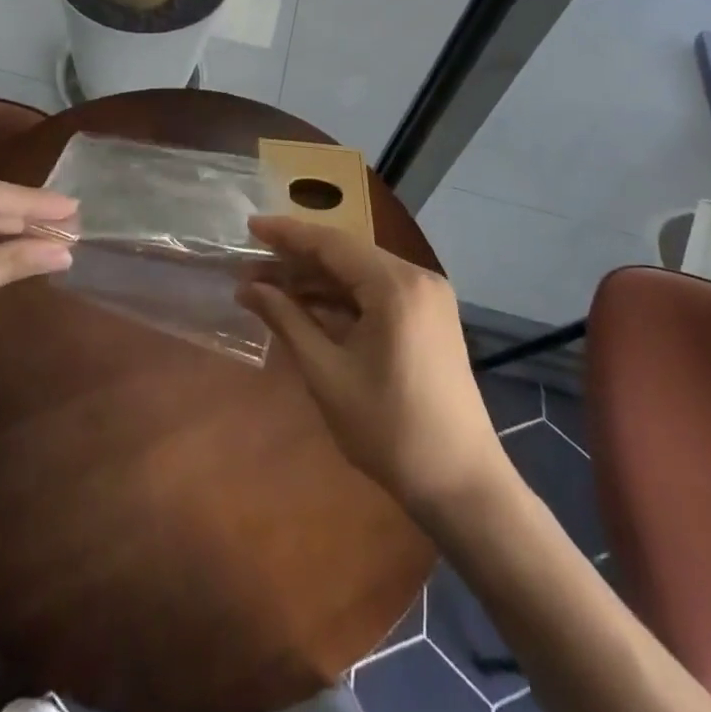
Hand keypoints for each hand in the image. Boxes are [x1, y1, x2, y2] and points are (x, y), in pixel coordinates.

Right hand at [239, 217, 504, 511]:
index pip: (331, 243)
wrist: (462, 485)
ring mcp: (427, 296)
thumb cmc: (390, 430)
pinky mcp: (429, 317)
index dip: (286, 234)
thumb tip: (248, 288)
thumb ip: (287, 321)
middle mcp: (416, 277)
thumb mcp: (327, 374)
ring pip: (360, 273)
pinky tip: (307, 305)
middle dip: (296, 259)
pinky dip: (342, 297)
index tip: (249, 226)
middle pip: (345, 254)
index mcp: (395, 285)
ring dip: (316, 279)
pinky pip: (377, 292)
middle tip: (249, 266)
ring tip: (268, 286)